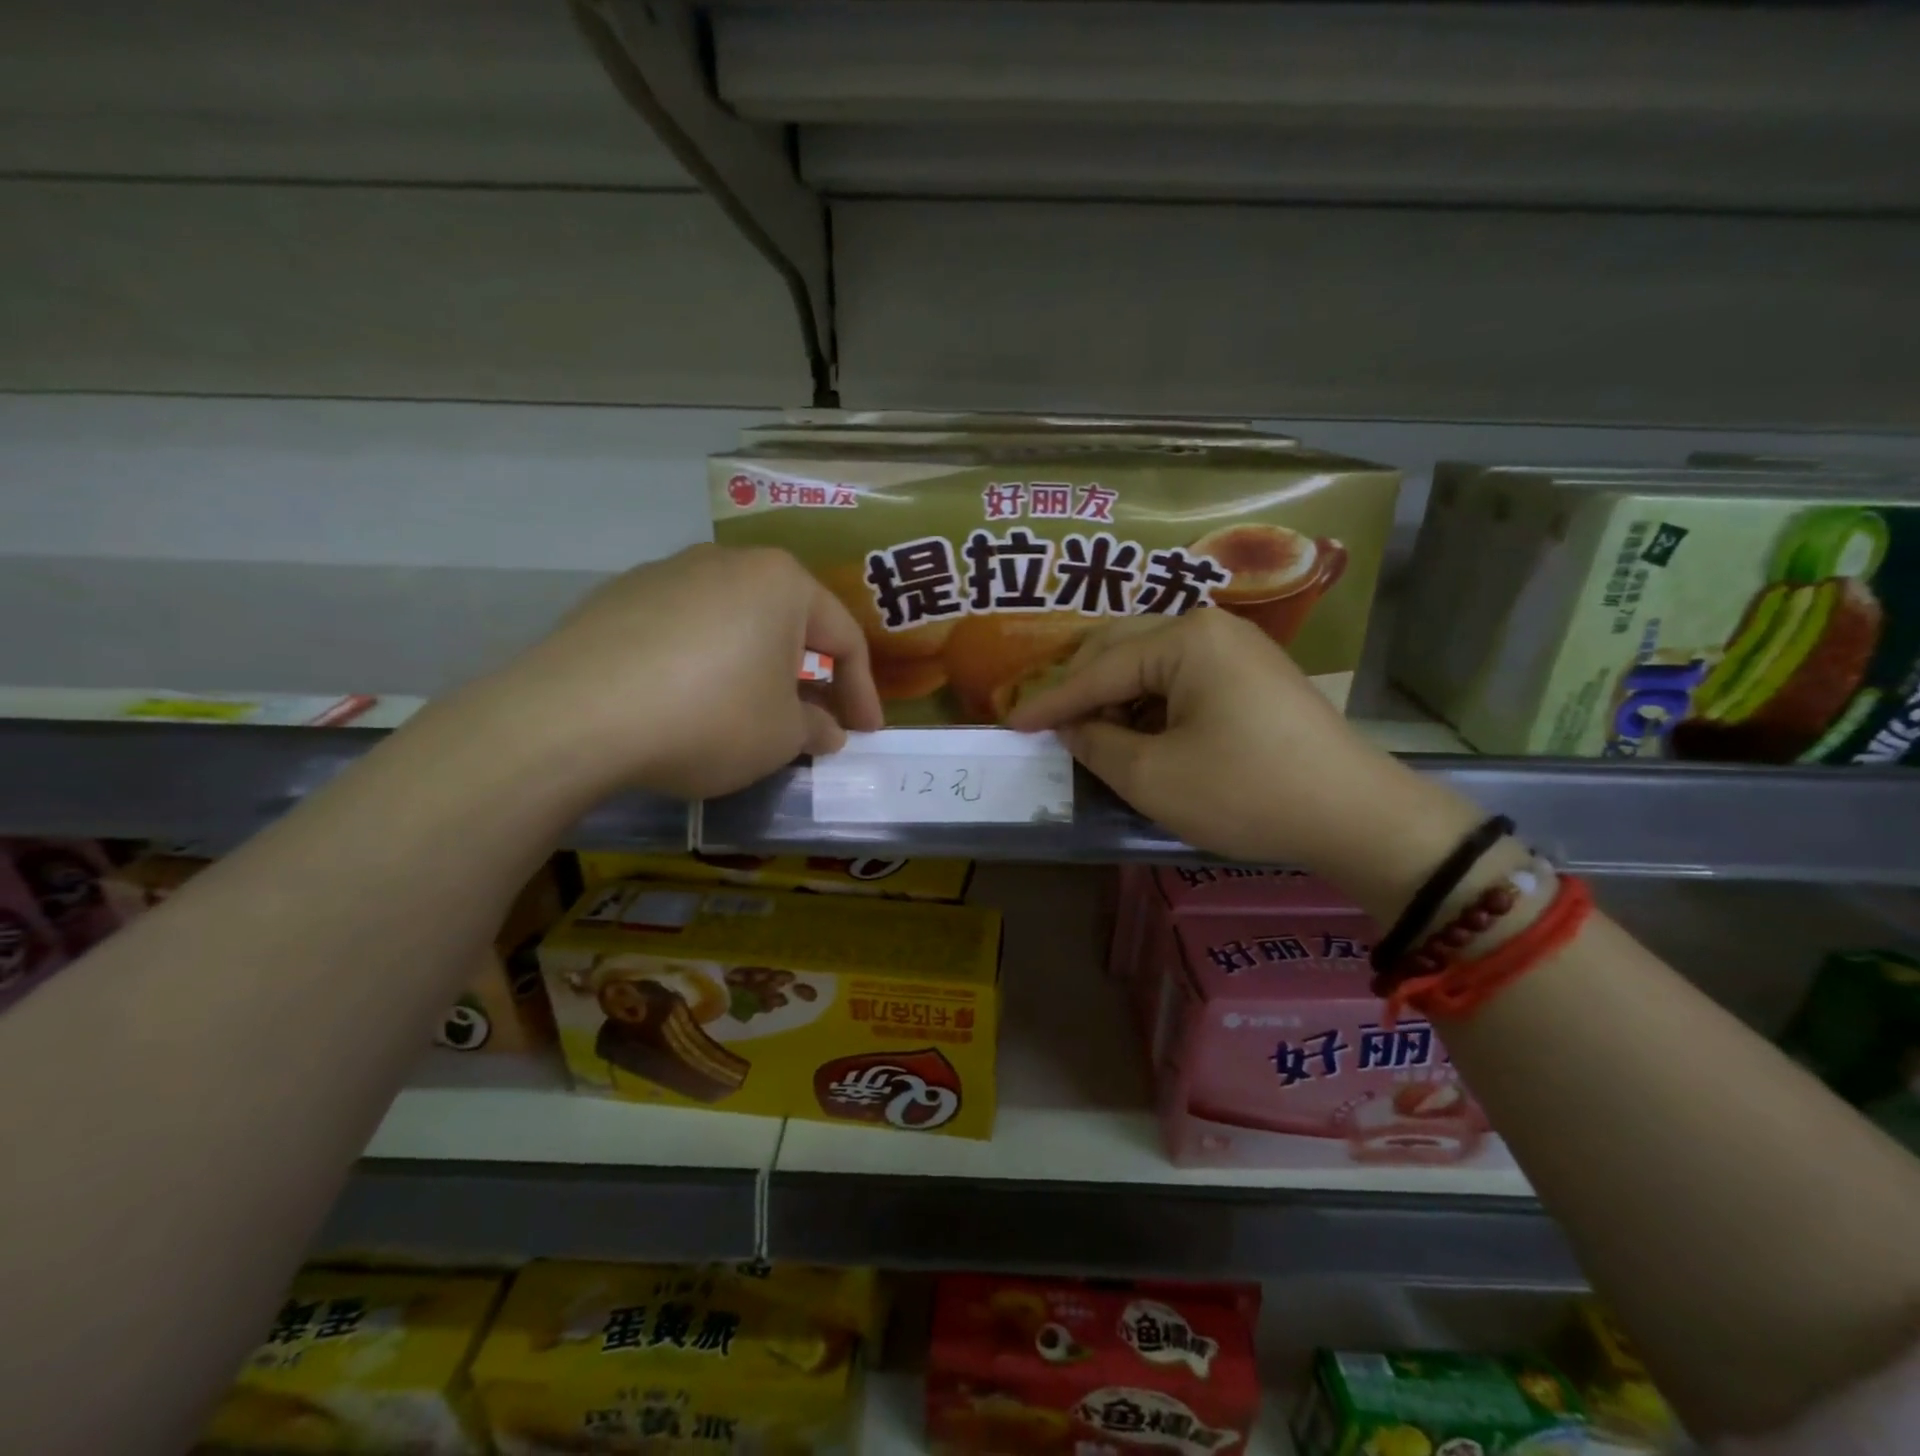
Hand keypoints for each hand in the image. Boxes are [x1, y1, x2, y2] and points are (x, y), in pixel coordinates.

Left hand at [487, 546, 884, 800]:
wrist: (574, 717)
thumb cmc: (710, 717)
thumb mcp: (782, 736)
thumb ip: (816, 728)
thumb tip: (825, 730)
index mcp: (781, 581)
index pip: (843, 638)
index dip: (862, 692)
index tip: (866, 734)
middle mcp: (727, 562)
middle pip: (787, 623)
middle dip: (808, 676)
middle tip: (815, 721)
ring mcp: (666, 573)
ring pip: (734, 624)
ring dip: (756, 669)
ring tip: (753, 713)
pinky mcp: (618, 598)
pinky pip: (685, 632)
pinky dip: (704, 665)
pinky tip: (690, 703)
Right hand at [1005, 609, 1482, 922]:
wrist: (1356, 816)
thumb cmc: (1245, 792)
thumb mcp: (1153, 776)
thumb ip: (1096, 743)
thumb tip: (1070, 727)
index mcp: (1185, 638)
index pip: (1098, 668)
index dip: (1051, 701)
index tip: (1010, 722)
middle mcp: (1210, 627)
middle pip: (1122, 650)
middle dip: (1082, 689)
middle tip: (1049, 725)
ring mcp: (1237, 648)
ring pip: (1151, 664)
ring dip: (1116, 698)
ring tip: (1093, 736)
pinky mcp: (1252, 675)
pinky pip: (1182, 679)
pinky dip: (1151, 705)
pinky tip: (1140, 734)